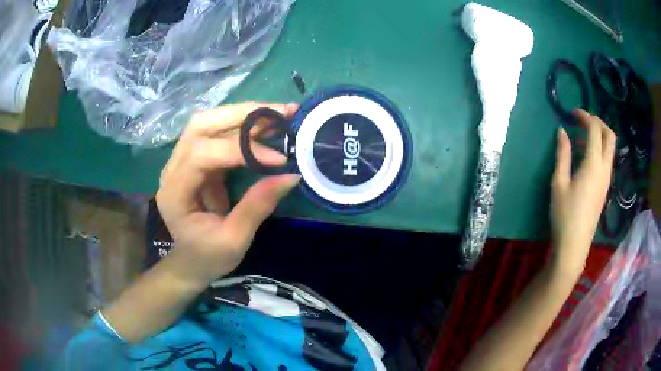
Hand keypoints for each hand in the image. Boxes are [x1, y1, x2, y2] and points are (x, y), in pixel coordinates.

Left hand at [156, 102, 300, 286]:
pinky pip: (217, 134)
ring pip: (209, 122)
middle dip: (242, 115)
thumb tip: (291, 175)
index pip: (202, 154)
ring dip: (243, 115)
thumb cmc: (207, 257)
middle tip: (282, 113)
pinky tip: (265, 127)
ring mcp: (182, 161)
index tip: (279, 159)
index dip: (241, 150)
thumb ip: (257, 206)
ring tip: (278, 115)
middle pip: (201, 125)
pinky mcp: (196, 161)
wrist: (189, 262)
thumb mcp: (234, 241)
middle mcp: (173, 168)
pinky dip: (243, 127)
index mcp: (174, 192)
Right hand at [551, 109, 615, 275]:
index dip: (585, 116)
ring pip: (610, 148)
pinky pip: (607, 160)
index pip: (595, 130)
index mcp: (593, 165)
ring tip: (583, 137)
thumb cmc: (564, 215)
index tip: (573, 113)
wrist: (574, 246)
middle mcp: (604, 169)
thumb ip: (563, 154)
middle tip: (584, 121)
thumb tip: (562, 131)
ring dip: (600, 136)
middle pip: (610, 136)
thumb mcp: (559, 183)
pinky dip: (599, 149)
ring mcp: (607, 179)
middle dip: (599, 122)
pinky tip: (586, 156)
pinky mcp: (605, 187)